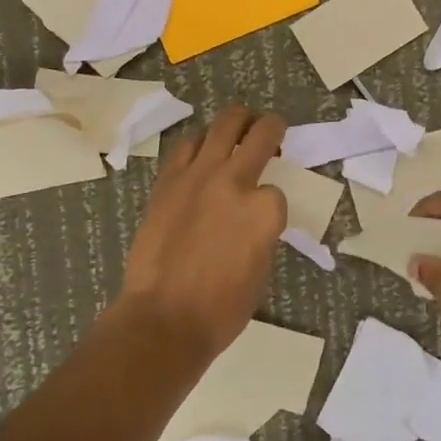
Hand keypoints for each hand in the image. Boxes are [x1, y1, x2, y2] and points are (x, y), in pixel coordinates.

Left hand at [118, 105, 287, 359]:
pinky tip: (202, 153)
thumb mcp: (261, 270)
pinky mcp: (169, 180)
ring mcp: (199, 175)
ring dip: (237, 121)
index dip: (271, 203)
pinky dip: (199, 145)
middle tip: (272, 128)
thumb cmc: (221, 309)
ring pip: (224, 123)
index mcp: (265, 209)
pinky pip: (187, 146)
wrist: (163, 318)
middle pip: (261, 132)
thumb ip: (262, 231)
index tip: (264, 217)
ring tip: (239, 127)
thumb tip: (252, 218)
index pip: (277, 190)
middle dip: (272, 127)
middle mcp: (235, 181)